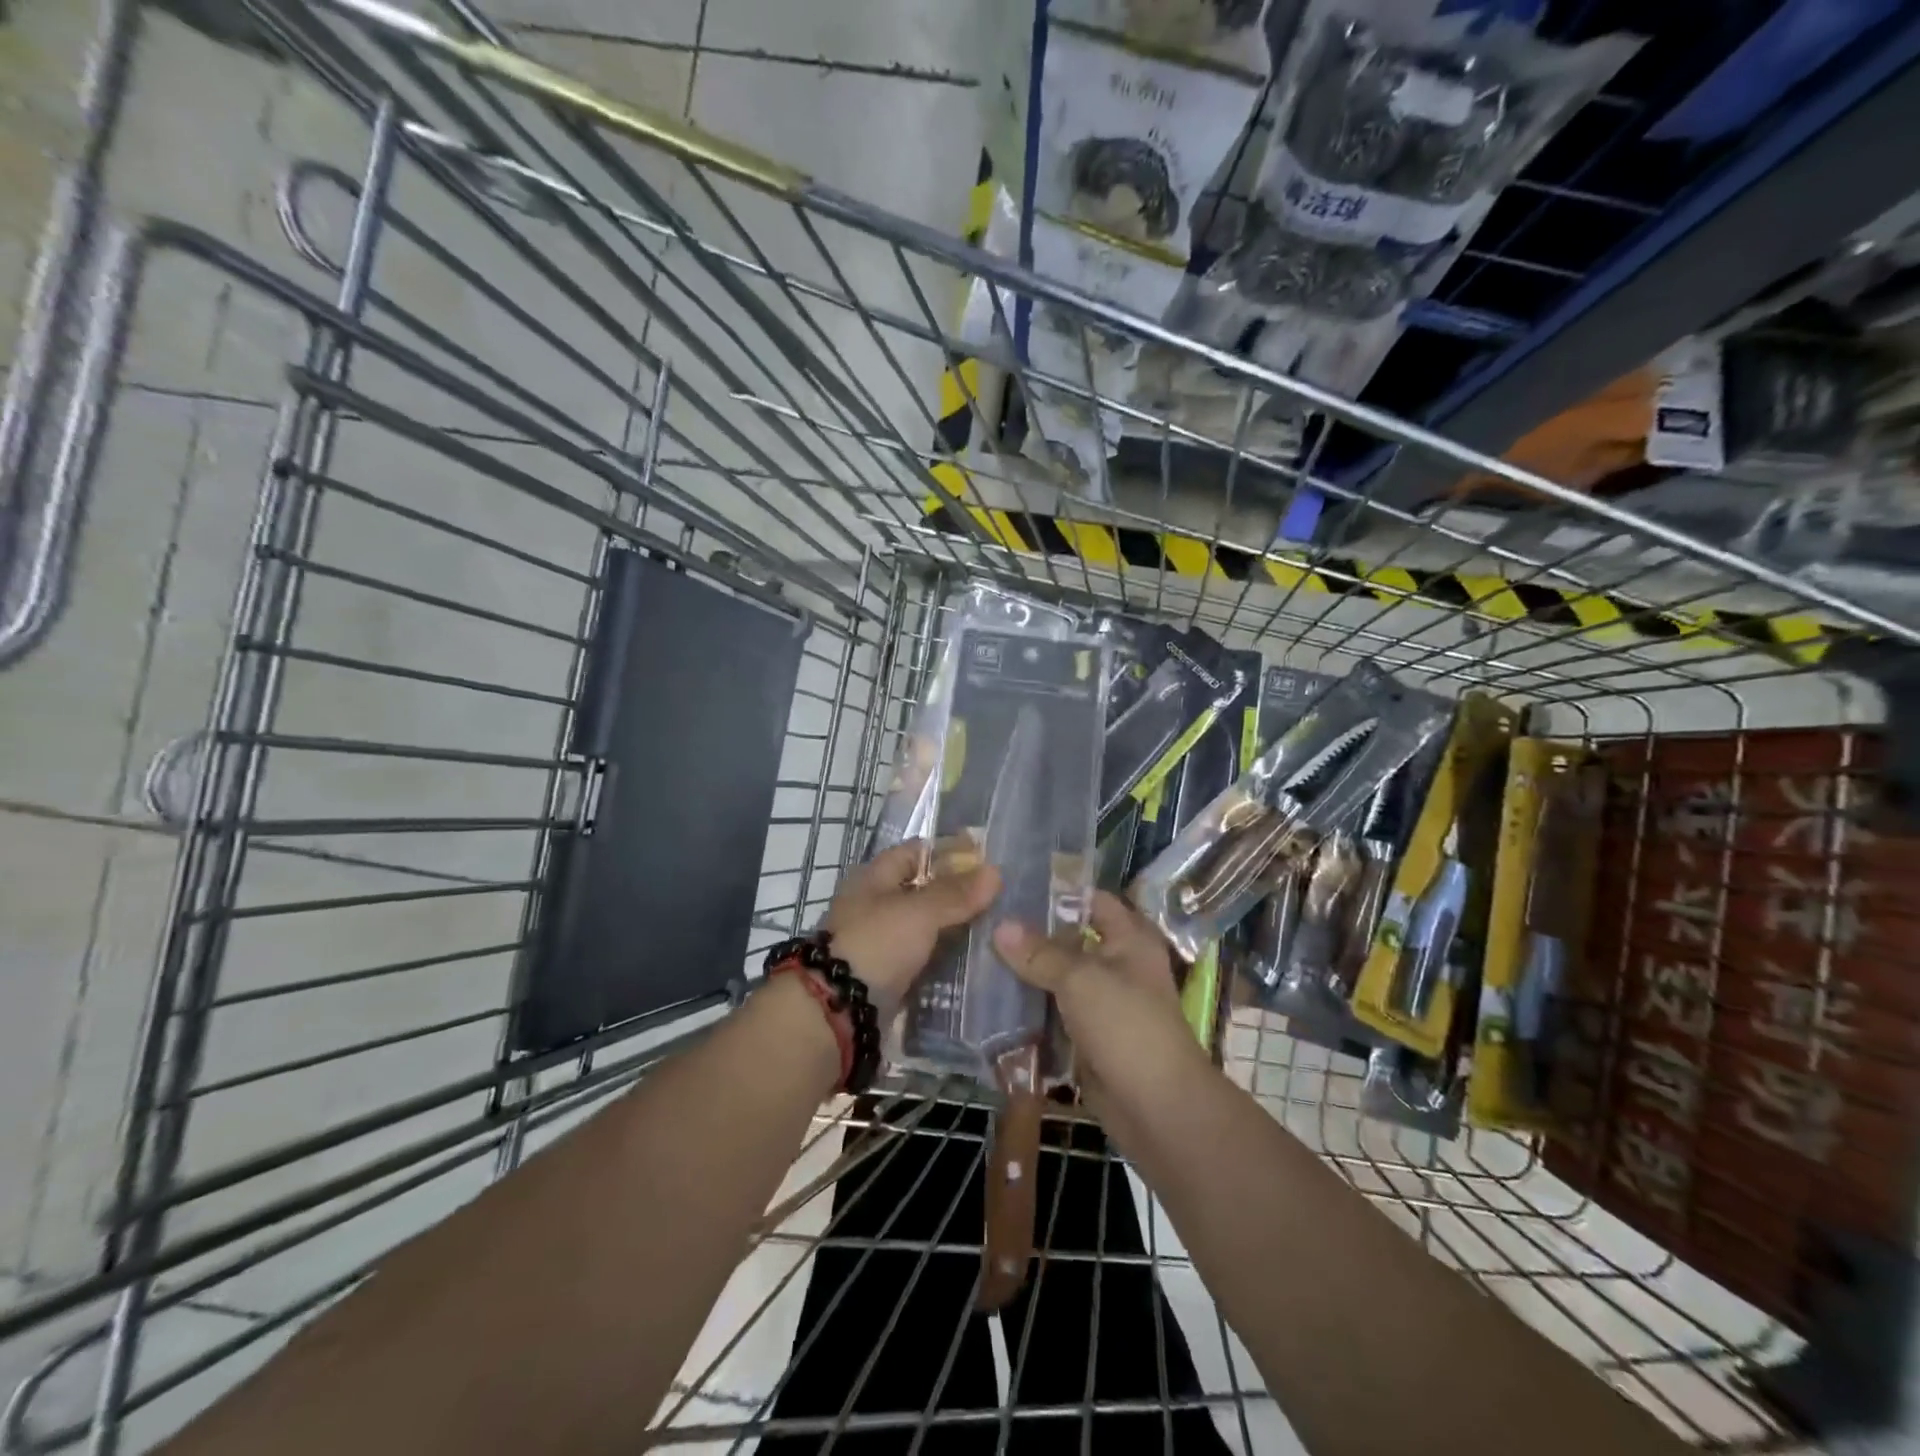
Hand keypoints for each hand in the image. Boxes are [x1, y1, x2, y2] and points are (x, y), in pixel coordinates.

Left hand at [822, 842, 1001, 1019]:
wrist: (838, 1010)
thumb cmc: (876, 943)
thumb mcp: (919, 912)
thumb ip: (956, 894)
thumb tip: (996, 871)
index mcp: (874, 877)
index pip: (917, 852)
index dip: (950, 852)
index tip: (988, 860)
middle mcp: (875, 905)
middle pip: (923, 890)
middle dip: (958, 893)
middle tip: (1001, 898)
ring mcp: (881, 942)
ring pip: (926, 927)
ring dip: (954, 928)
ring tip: (997, 929)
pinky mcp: (888, 975)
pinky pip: (923, 959)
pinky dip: (946, 959)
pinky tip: (975, 962)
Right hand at [991, 892, 1204, 1116]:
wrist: (1156, 1107)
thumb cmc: (1127, 1026)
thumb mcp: (1081, 979)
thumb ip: (1039, 953)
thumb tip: (999, 926)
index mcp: (1129, 939)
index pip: (1093, 900)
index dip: (1058, 892)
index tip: (1013, 887)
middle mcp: (1117, 965)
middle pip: (1070, 940)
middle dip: (1031, 935)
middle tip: (985, 921)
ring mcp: (1102, 1003)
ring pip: (1058, 978)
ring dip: (1026, 973)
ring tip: (978, 956)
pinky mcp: (1088, 1036)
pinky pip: (1054, 1013)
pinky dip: (1029, 1009)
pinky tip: (991, 1000)